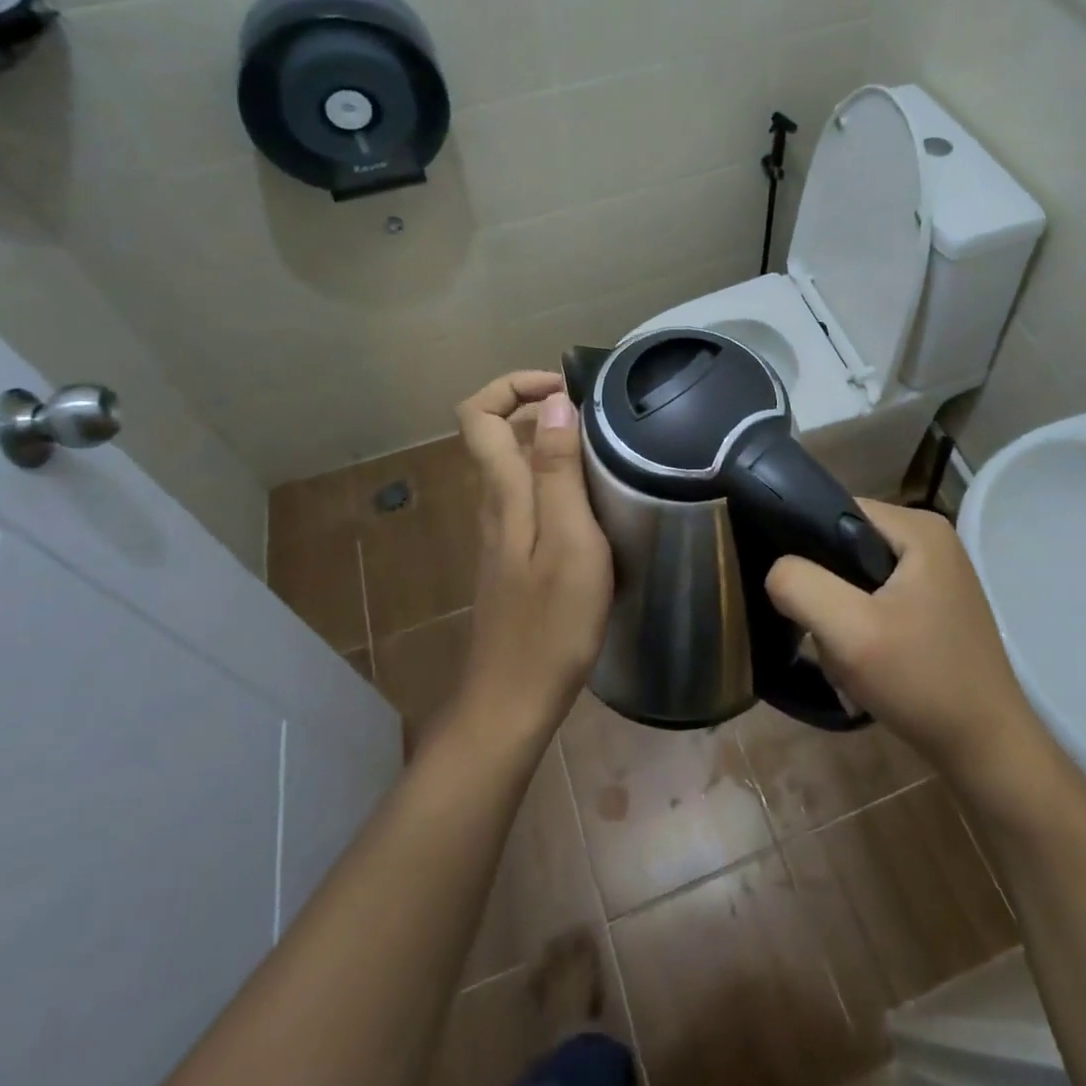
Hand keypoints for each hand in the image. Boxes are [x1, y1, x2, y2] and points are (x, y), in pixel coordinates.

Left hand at [452, 371, 612, 746]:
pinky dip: (557, 480)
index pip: (478, 413)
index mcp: (502, 492)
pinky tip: (596, 503)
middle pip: (496, 433)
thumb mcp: (569, 540)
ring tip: (607, 453)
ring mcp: (501, 531)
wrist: (514, 700)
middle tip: (598, 418)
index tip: (566, 391)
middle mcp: (494, 503)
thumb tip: (554, 403)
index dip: (514, 386)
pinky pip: (529, 497)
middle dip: (540, 408)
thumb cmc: (551, 622)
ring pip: (515, 465)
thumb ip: (559, 471)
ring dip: (552, 444)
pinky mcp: (515, 556)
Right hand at [765, 501, 1051, 785]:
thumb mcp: (849, 632)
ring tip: (847, 654)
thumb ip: (799, 586)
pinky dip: (861, 625)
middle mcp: (930, 538)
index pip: (835, 508)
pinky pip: (876, 597)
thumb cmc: (922, 682)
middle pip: (845, 543)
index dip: (804, 543)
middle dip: (824, 588)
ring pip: (856, 575)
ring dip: (840, 613)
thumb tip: (776, 569)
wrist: (987, 751)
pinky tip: (864, 660)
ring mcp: (936, 573)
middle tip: (825, 633)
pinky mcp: (933, 604)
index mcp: (919, 527)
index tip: (792, 589)